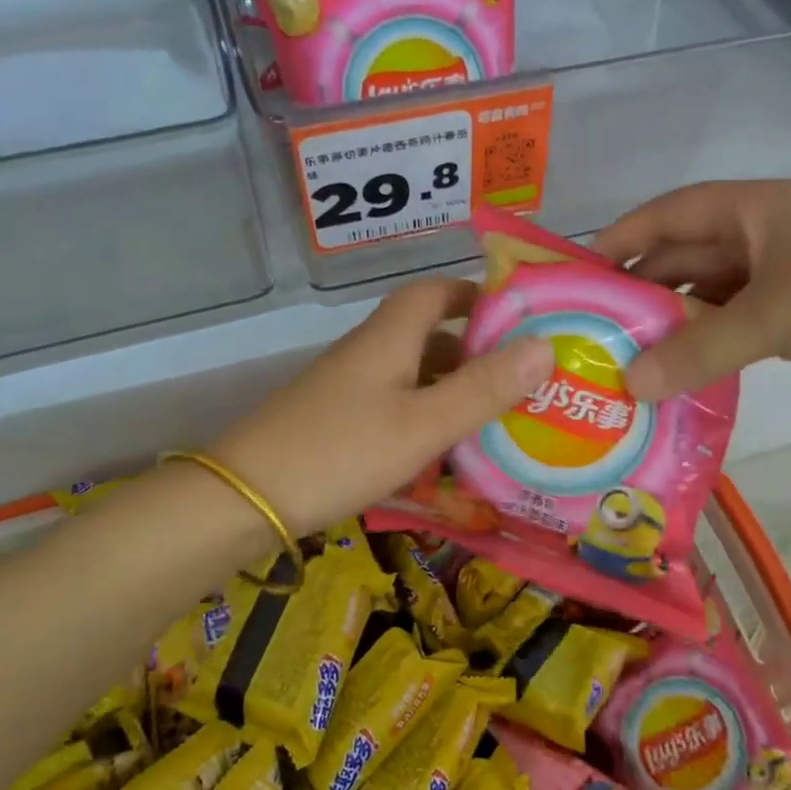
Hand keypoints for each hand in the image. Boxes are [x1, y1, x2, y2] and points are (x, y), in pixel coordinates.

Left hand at [211, 278, 553, 536]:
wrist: (246, 497)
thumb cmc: (342, 451)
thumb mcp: (424, 424)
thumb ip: (483, 388)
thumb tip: (544, 345)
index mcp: (389, 337)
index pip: (436, 292)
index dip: (476, 296)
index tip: (519, 318)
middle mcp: (368, 352)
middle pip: (428, 335)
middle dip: (475, 351)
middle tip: (522, 380)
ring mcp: (349, 388)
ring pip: (412, 375)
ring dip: (452, 389)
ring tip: (497, 418)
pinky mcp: (337, 421)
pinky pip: (395, 406)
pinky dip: (426, 417)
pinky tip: (445, 452)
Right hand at [592, 180, 790, 404]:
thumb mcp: (773, 317)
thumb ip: (696, 350)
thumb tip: (627, 385)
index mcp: (758, 208)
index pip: (670, 212)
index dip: (622, 237)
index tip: (580, 272)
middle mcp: (769, 233)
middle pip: (687, 253)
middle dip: (643, 288)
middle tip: (597, 328)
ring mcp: (790, 274)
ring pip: (713, 292)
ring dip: (675, 321)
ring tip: (631, 356)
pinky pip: (740, 322)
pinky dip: (710, 342)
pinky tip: (685, 370)